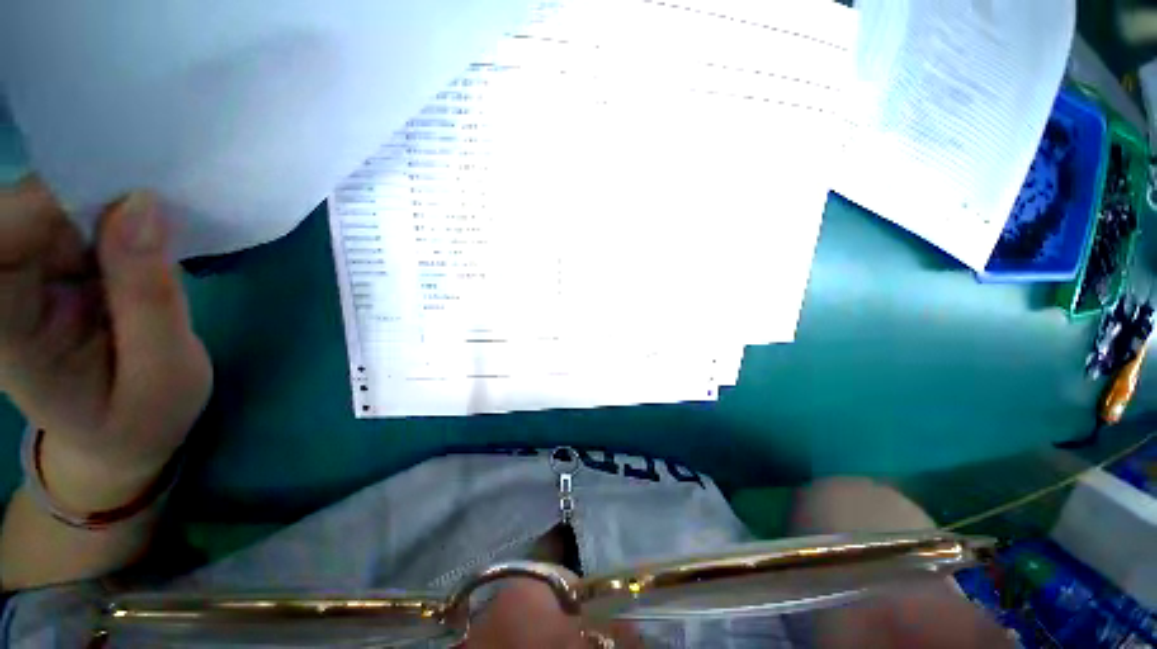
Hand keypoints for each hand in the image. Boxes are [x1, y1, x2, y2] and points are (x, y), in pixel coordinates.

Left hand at [0, 178, 210, 511]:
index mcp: (4, 333)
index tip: (123, 198)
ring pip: (47, 202)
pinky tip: (143, 237)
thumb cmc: (143, 417)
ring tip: (156, 235)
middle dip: (87, 196)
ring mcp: (18, 275)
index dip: (44, 203)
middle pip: (19, 209)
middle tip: (154, 212)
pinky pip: (67, 213)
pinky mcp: (44, 264)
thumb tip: (144, 204)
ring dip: (105, 204)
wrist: (121, 436)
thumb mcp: (164, 372)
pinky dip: (111, 212)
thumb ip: (150, 297)